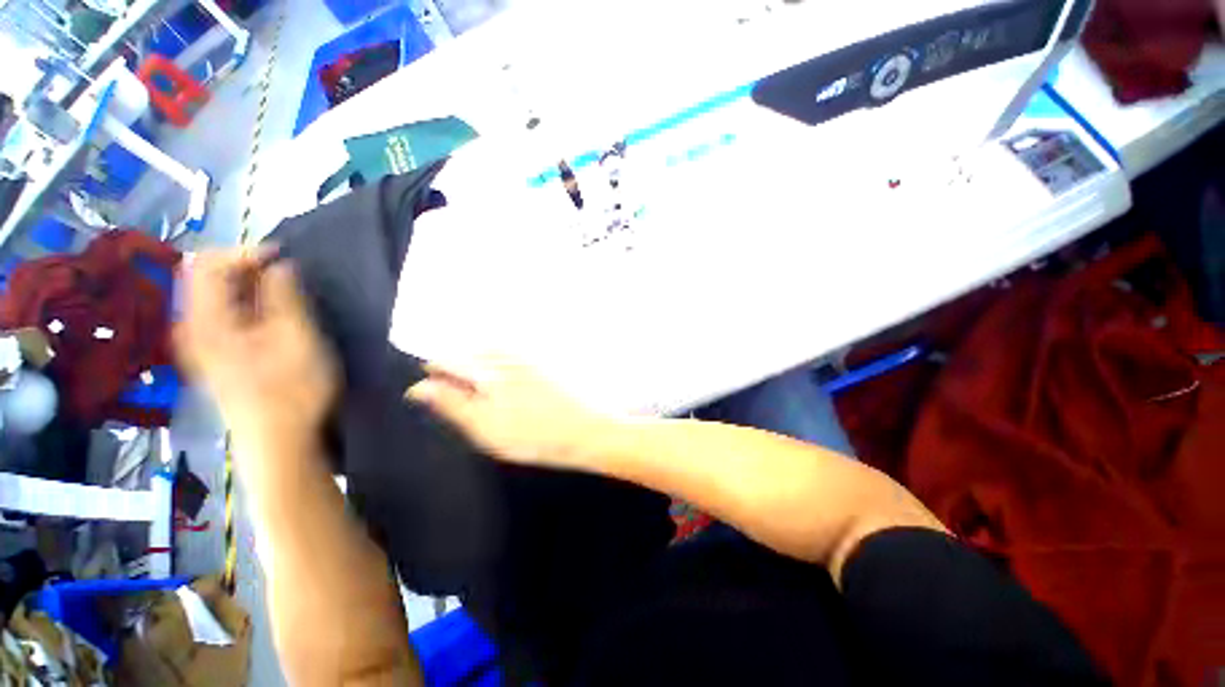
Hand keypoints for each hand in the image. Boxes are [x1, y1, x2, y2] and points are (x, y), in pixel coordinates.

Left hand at [175, 249, 338, 451]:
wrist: (280, 441)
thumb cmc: (295, 391)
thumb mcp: (299, 339)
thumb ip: (285, 297)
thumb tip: (279, 264)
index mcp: (205, 322)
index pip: (207, 264)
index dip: (245, 252)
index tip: (285, 256)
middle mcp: (191, 328)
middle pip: (206, 277)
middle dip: (246, 268)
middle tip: (287, 275)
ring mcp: (199, 343)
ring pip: (214, 295)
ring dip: (248, 286)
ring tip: (284, 293)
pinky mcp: (213, 355)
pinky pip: (220, 314)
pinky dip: (245, 304)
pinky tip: (270, 314)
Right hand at [406, 358, 611, 468]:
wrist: (590, 428)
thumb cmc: (538, 435)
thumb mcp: (487, 429)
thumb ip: (452, 405)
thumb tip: (420, 388)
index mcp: (488, 369)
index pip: (446, 359)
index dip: (435, 373)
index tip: (433, 387)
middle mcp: (507, 353)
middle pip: (469, 351)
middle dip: (459, 367)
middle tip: (462, 392)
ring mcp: (528, 353)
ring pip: (491, 350)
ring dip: (481, 363)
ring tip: (488, 389)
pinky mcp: (545, 358)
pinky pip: (514, 352)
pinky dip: (504, 362)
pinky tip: (513, 382)